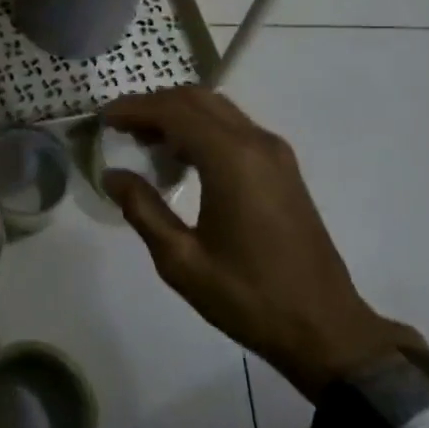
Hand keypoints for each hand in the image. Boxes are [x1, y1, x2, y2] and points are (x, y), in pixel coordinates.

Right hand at [102, 87, 419, 401]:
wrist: (324, 328)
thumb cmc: (248, 297)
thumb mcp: (181, 260)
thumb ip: (143, 209)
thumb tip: (113, 175)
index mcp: (231, 160)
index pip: (174, 112)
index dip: (135, 109)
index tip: (103, 118)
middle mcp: (256, 143)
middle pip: (197, 100)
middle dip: (154, 105)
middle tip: (119, 127)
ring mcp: (275, 154)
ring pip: (217, 110)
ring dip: (178, 114)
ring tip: (143, 140)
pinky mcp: (283, 169)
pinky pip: (234, 128)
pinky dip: (201, 128)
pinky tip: (180, 158)